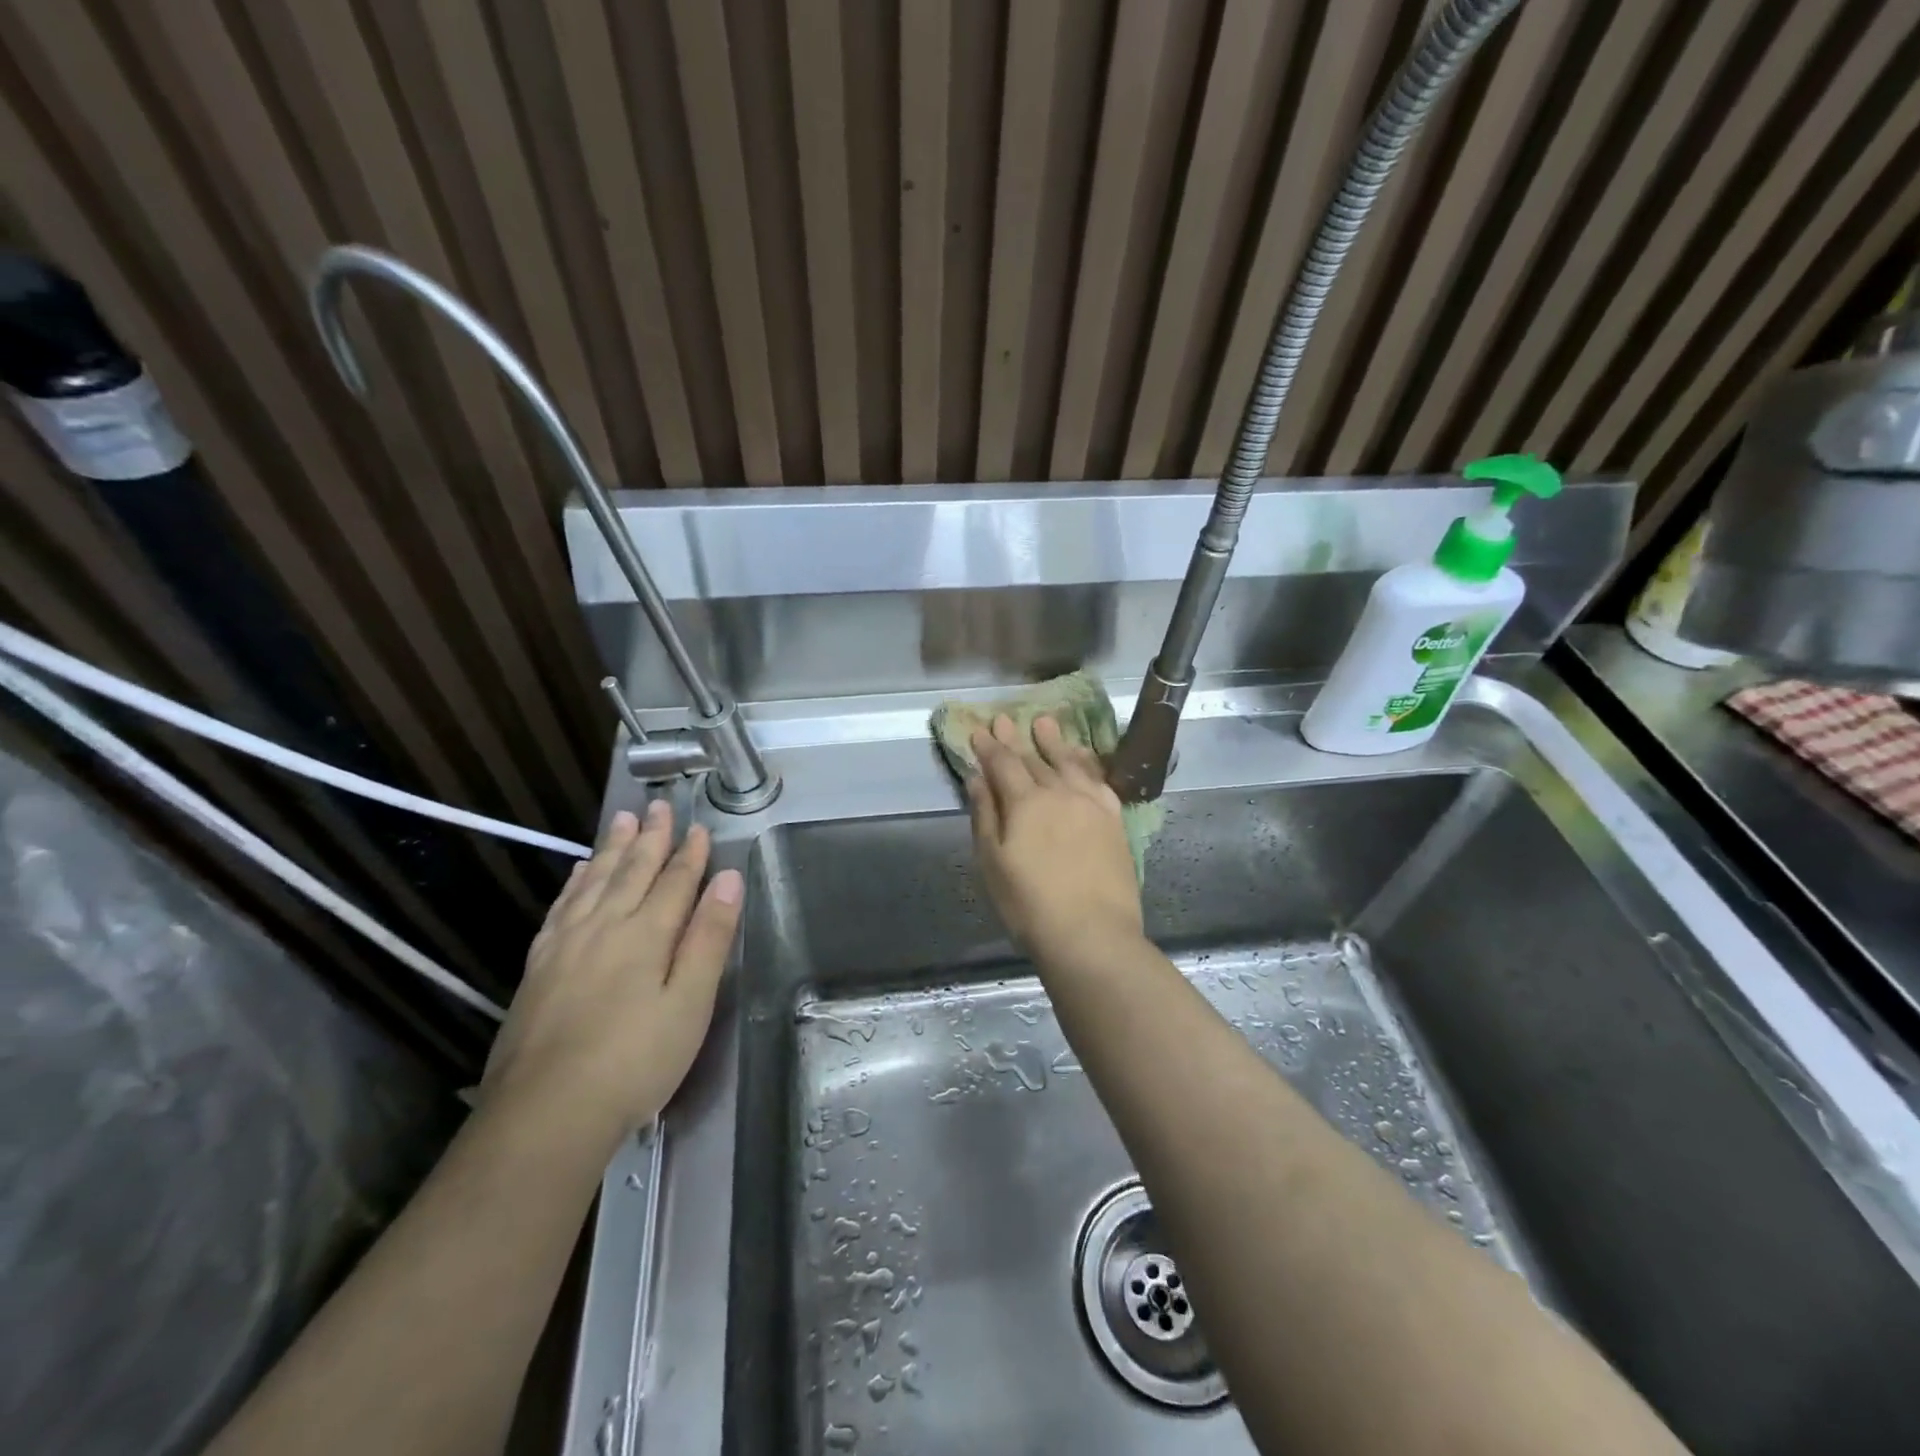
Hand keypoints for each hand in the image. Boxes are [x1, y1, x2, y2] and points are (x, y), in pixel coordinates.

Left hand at [482, 802, 743, 1138]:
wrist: (545, 1113)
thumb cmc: (635, 1060)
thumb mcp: (690, 1003)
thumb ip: (708, 937)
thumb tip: (728, 879)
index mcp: (645, 934)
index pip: (674, 882)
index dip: (690, 854)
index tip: (699, 827)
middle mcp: (603, 927)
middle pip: (631, 872)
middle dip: (650, 839)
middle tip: (658, 806)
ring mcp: (565, 946)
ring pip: (593, 883)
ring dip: (611, 850)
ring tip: (622, 822)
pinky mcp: (538, 968)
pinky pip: (561, 908)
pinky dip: (574, 884)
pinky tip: (577, 875)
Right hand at [967, 713, 1143, 960]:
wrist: (1092, 933)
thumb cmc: (1030, 904)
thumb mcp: (993, 862)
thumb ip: (986, 816)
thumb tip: (978, 778)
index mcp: (1025, 802)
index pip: (1003, 764)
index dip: (989, 747)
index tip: (979, 730)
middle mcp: (1059, 793)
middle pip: (1034, 759)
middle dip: (1016, 739)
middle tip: (1005, 719)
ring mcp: (1091, 804)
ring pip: (1069, 763)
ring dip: (1054, 742)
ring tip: (1045, 723)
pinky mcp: (1114, 820)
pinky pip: (1099, 780)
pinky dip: (1087, 765)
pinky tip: (1083, 760)